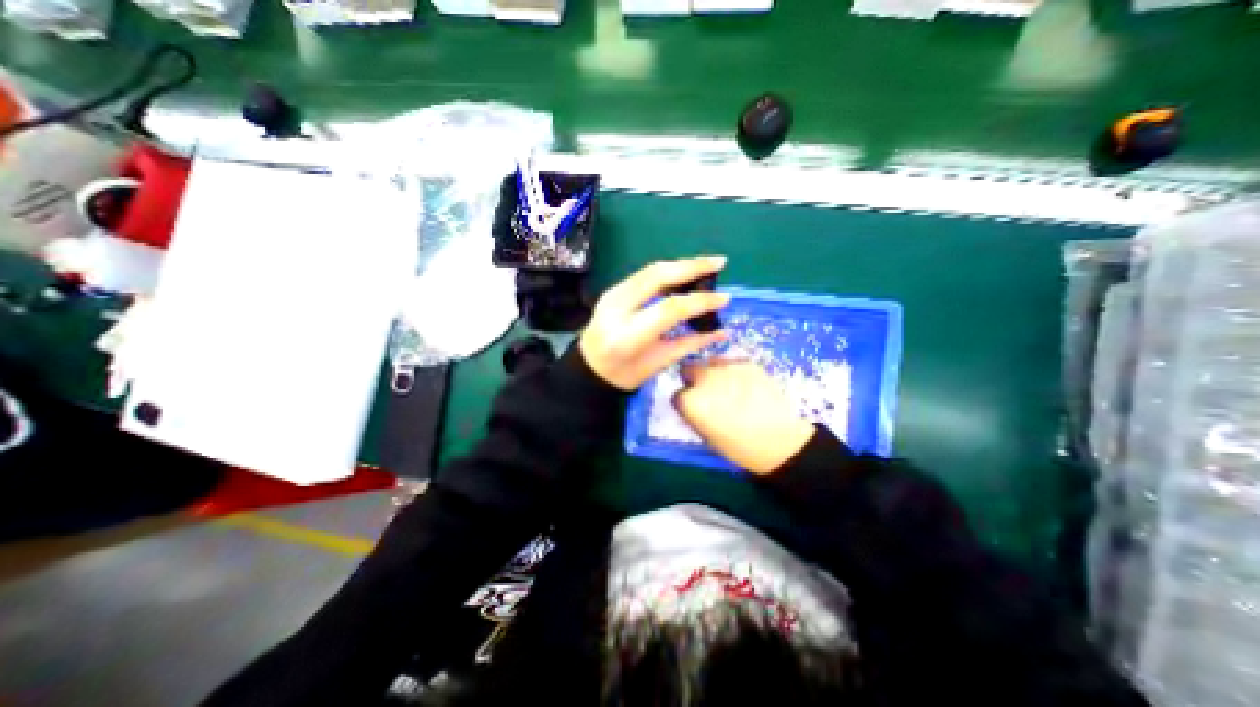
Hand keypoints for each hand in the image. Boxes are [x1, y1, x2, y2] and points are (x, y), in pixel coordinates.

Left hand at [577, 253, 728, 392]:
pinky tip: (685, 272)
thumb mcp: (658, 363)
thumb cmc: (625, 375)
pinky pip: (644, 274)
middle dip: (692, 266)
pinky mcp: (612, 289)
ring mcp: (612, 295)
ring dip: (681, 264)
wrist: (589, 369)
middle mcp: (617, 308)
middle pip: (657, 276)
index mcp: (627, 335)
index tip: (725, 298)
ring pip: (650, 270)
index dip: (700, 301)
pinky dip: (668, 271)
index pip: (669, 309)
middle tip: (720, 262)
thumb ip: (690, 343)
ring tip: (707, 265)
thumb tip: (723, 331)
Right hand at [673, 363, 811, 473]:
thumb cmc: (739, 446)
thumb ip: (693, 412)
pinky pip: (732, 363)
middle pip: (689, 369)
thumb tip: (692, 401)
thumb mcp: (706, 434)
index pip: (677, 394)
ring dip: (714, 373)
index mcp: (689, 401)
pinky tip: (747, 386)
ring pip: (710, 363)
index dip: (686, 401)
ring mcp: (725, 367)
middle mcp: (703, 378)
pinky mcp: (746, 362)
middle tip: (710, 394)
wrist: (780, 441)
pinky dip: (735, 372)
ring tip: (731, 388)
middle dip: (695, 380)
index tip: (696, 408)